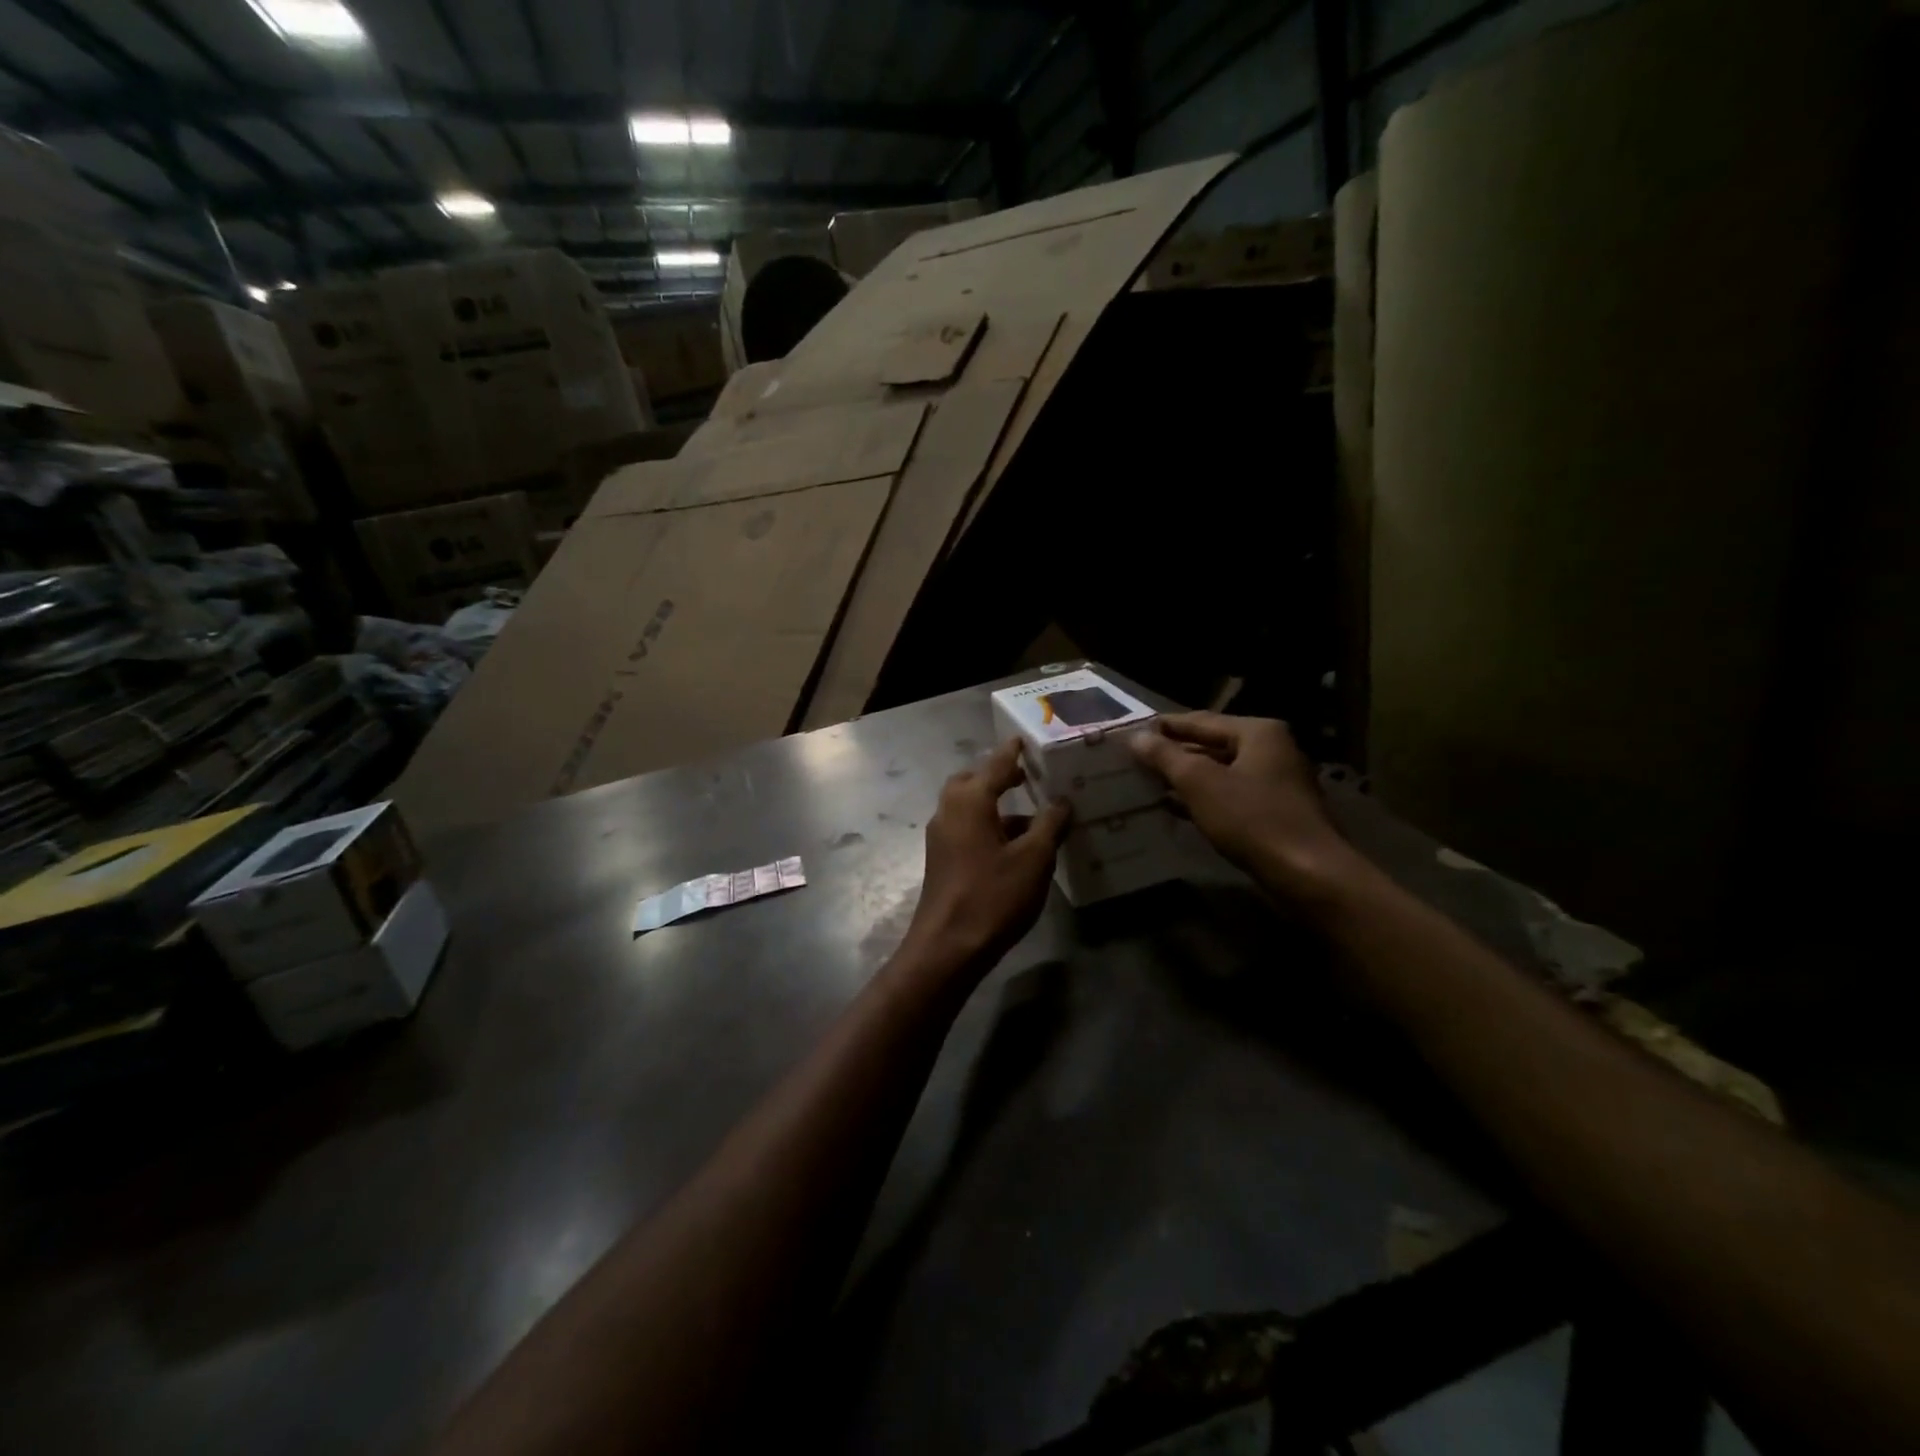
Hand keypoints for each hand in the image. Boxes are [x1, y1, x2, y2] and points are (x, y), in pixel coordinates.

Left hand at [900, 740, 1070, 979]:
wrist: (948, 946)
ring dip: (997, 804)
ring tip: (1034, 813)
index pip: (996, 763)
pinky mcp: (942, 858)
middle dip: (1000, 775)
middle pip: (974, 781)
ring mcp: (942, 836)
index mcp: (970, 800)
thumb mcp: (1034, 859)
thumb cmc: (993, 895)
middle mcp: (949, 810)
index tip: (1026, 737)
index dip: (1013, 751)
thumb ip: (1050, 824)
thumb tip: (1062, 801)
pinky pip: (968, 827)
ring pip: (970, 806)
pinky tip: (1017, 844)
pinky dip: (990, 825)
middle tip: (1028, 775)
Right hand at [1129, 713, 1362, 902]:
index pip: (1200, 721)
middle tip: (1136, 758)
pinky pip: (1231, 795)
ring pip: (1221, 772)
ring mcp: (1277, 781)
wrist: (1308, 874)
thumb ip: (1166, 756)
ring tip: (1149, 782)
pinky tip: (1177, 807)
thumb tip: (1137, 737)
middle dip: (1175, 753)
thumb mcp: (1200, 783)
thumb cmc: (1252, 819)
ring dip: (1186, 778)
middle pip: (1212, 744)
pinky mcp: (1276, 811)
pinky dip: (1204, 798)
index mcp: (1258, 732)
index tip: (1133, 730)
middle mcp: (1272, 749)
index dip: (1165, 726)